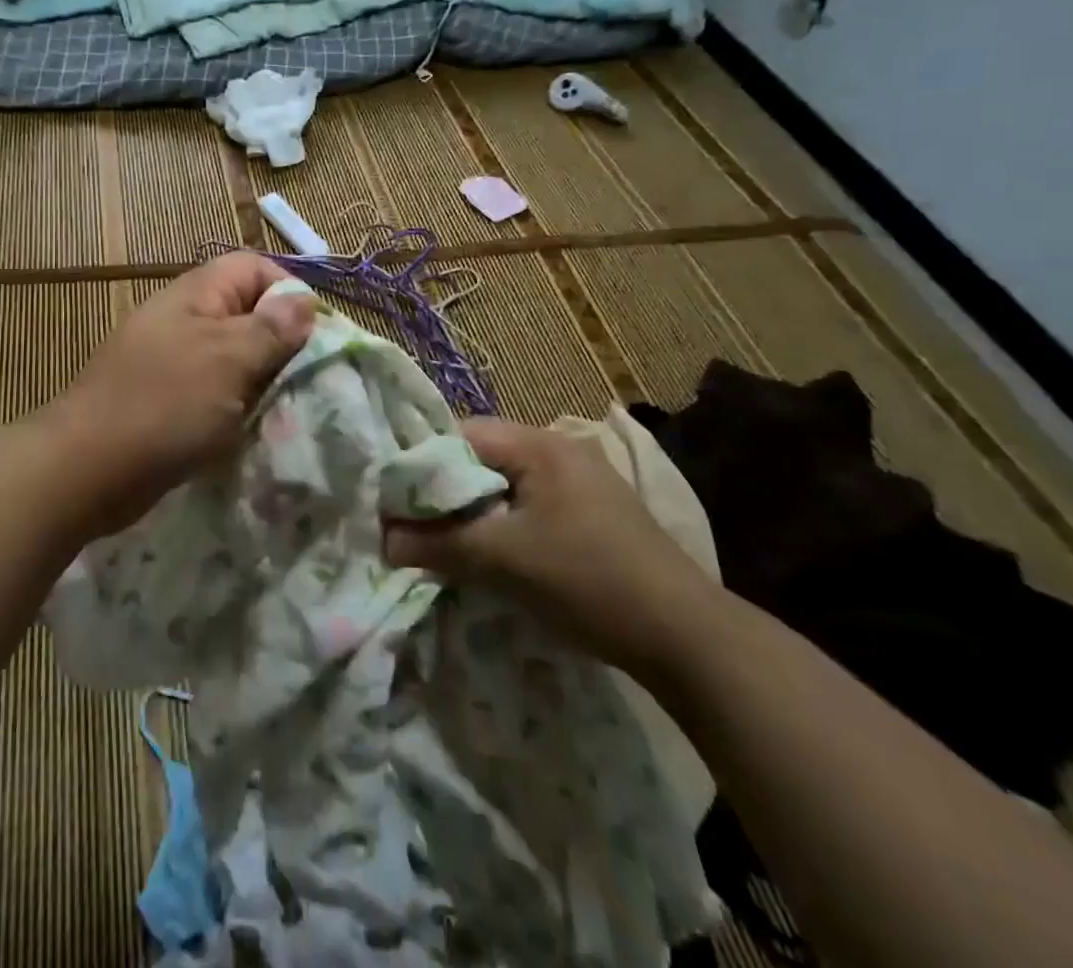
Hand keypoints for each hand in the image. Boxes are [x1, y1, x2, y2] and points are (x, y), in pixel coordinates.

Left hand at [45, 252, 314, 539]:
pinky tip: (249, 429)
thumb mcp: (228, 360)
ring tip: (282, 408)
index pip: (254, 267)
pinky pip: (213, 389)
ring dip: (259, 379)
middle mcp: (183, 318)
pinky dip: (234, 405)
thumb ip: (271, 329)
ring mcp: (172, 359)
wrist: (87, 469)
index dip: (289, 292)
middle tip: (303, 379)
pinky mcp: (166, 398)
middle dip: (279, 342)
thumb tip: (304, 300)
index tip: (314, 336)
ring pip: (232, 356)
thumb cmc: (165, 404)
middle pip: (246, 312)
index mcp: (196, 294)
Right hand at [383, 417, 717, 674]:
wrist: (688, 638)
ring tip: (451, 545)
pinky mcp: (594, 514)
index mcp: (540, 444)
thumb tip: (384, 539)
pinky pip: (530, 506)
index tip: (397, 502)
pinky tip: (497, 557)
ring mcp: (582, 482)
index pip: (462, 435)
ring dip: (476, 513)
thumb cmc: (588, 581)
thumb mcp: (504, 561)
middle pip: (483, 459)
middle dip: (448, 493)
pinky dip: (505, 526)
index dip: (424, 465)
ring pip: (505, 486)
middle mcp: (561, 450)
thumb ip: (440, 544)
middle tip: (419, 527)